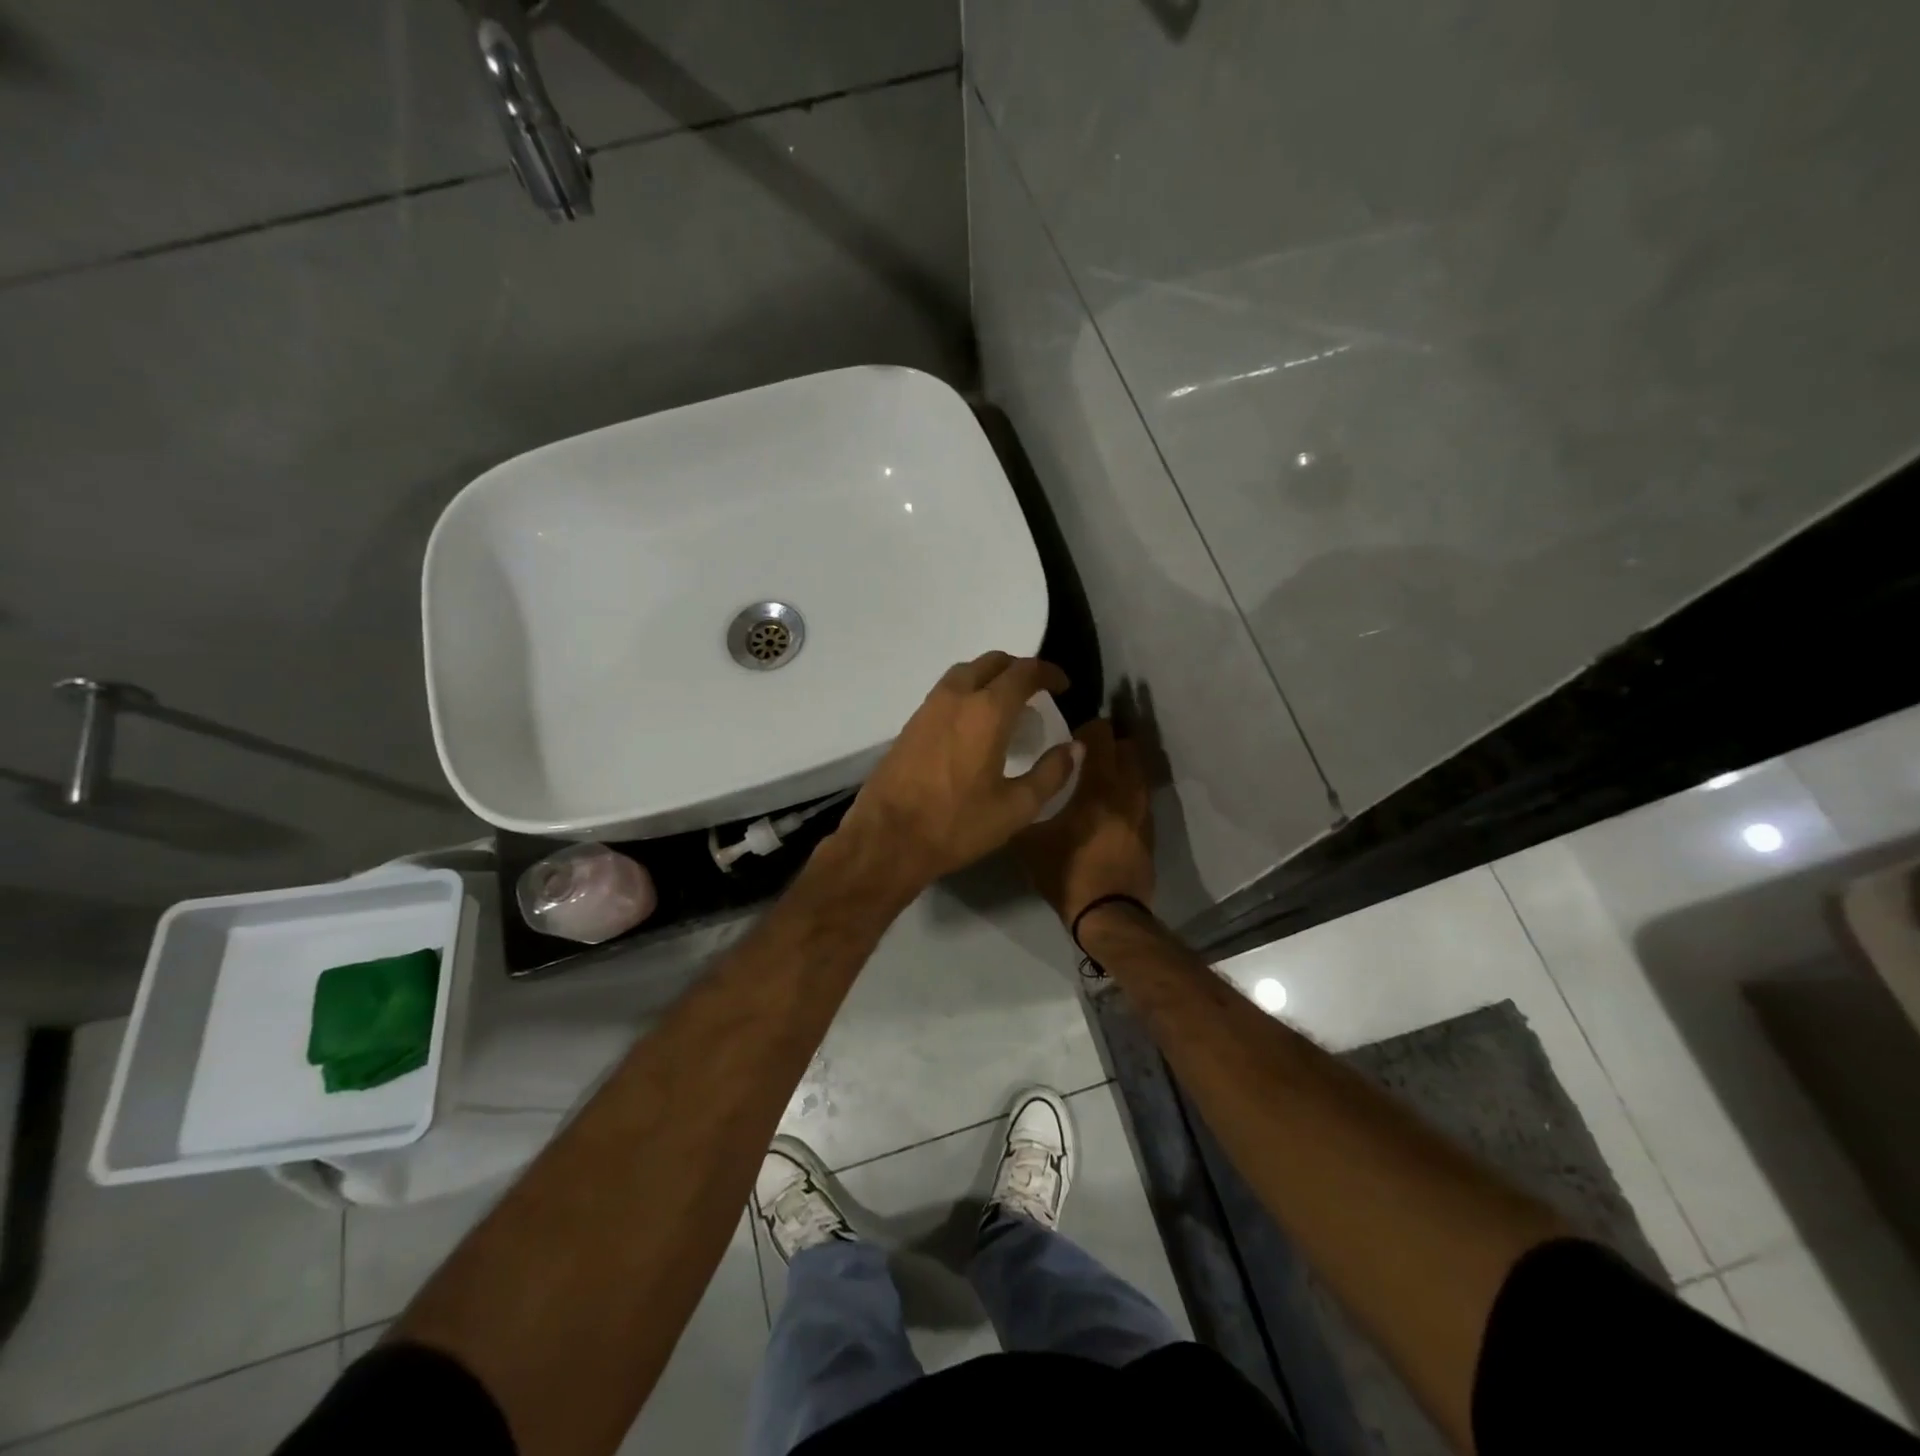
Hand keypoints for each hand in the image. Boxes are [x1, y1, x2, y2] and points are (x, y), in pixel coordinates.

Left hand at [834, 653, 1081, 896]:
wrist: (888, 838)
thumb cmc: (957, 824)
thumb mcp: (1016, 807)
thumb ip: (1051, 773)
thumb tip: (1074, 747)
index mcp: (988, 710)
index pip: (1025, 671)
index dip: (1049, 673)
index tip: (1063, 687)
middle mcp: (957, 696)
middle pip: (993, 662)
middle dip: (1020, 669)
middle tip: (1037, 692)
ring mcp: (929, 707)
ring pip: (965, 672)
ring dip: (991, 677)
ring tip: (1007, 704)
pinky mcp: (911, 722)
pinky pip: (947, 690)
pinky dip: (968, 691)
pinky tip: (975, 722)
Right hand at [1014, 718, 1154, 926]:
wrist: (1109, 916)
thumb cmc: (1067, 874)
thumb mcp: (1029, 844)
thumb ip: (1023, 812)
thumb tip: (1013, 797)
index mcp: (1098, 788)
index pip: (1102, 739)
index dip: (1090, 727)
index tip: (1073, 730)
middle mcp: (1126, 793)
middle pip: (1128, 750)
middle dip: (1110, 742)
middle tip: (1087, 748)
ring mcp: (1143, 814)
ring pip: (1139, 774)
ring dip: (1123, 766)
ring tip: (1101, 773)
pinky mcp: (1149, 834)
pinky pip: (1141, 799)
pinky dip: (1129, 791)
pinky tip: (1112, 803)